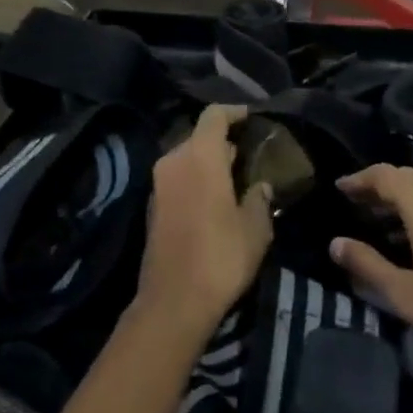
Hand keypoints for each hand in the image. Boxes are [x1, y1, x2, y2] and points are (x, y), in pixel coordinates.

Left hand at [140, 105, 273, 332]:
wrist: (173, 301)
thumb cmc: (221, 256)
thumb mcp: (255, 228)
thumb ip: (259, 199)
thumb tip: (259, 187)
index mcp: (200, 156)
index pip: (214, 116)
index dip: (234, 112)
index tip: (252, 118)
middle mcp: (174, 161)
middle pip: (198, 135)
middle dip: (222, 140)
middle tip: (248, 152)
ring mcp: (158, 184)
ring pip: (186, 158)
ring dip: (208, 161)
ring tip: (235, 175)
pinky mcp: (152, 206)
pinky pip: (177, 178)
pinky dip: (195, 179)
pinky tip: (214, 198)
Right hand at [329, 164, 412, 376]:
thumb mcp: (405, 294)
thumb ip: (367, 265)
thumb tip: (335, 242)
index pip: (386, 175)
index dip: (360, 179)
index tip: (339, 188)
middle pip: (407, 178)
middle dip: (378, 186)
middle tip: (353, 202)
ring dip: (400, 199)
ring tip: (376, 220)